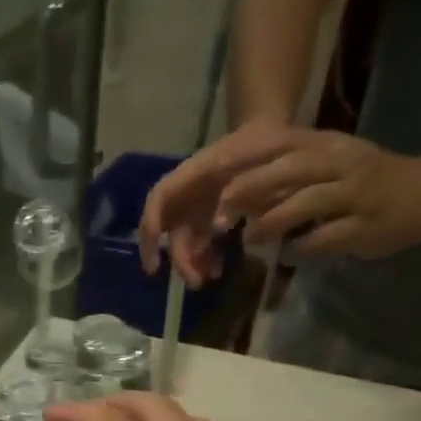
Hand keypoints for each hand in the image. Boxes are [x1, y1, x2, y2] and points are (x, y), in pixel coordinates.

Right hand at [138, 115, 290, 285]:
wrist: (269, 138)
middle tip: (195, 282)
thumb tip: (218, 225)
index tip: (154, 262)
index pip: (158, 201)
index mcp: (189, 174)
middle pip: (171, 231)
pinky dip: (205, 259)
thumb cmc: (258, 145)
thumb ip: (237, 188)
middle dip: (180, 259)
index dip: (151, 230)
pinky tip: (217, 269)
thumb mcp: (252, 158)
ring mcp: (197, 209)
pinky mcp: (209, 219)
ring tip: (209, 277)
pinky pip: (201, 244)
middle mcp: (186, 195)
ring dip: (192, 263)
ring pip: (185, 242)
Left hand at [214, 129, 420, 259]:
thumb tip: (235, 190)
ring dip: (272, 222)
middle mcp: (342, 163)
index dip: (245, 157)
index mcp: (328, 145)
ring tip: (249, 237)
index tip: (213, 172)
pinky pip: (327, 237)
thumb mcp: (328, 164)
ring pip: (306, 202)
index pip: (280, 143)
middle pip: (288, 170)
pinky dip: (303, 247)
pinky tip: (288, 255)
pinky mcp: (366, 225)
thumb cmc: (366, 182)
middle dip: (249, 190)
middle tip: (219, 214)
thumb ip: (287, 173)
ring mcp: (356, 193)